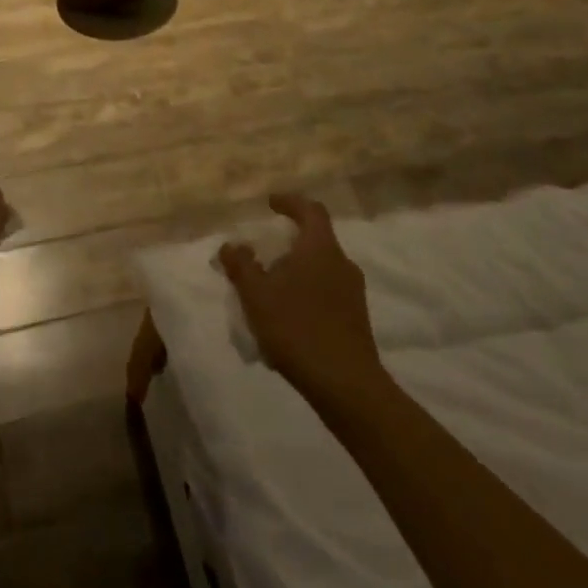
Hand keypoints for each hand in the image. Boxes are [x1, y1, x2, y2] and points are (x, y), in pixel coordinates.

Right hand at [219, 193, 381, 402]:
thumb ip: (241, 266)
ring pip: (321, 269)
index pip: (311, 210)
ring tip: (269, 290)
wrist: (345, 385)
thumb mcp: (256, 295)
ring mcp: (353, 293)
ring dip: (296, 271)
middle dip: (288, 243)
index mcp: (320, 248)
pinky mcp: (356, 319)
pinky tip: (287, 318)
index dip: (290, 202)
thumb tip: (231, 245)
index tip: (271, 204)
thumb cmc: (297, 328)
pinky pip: (327, 293)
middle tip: (262, 254)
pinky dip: (306, 294)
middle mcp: (342, 264)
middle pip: (315, 240)